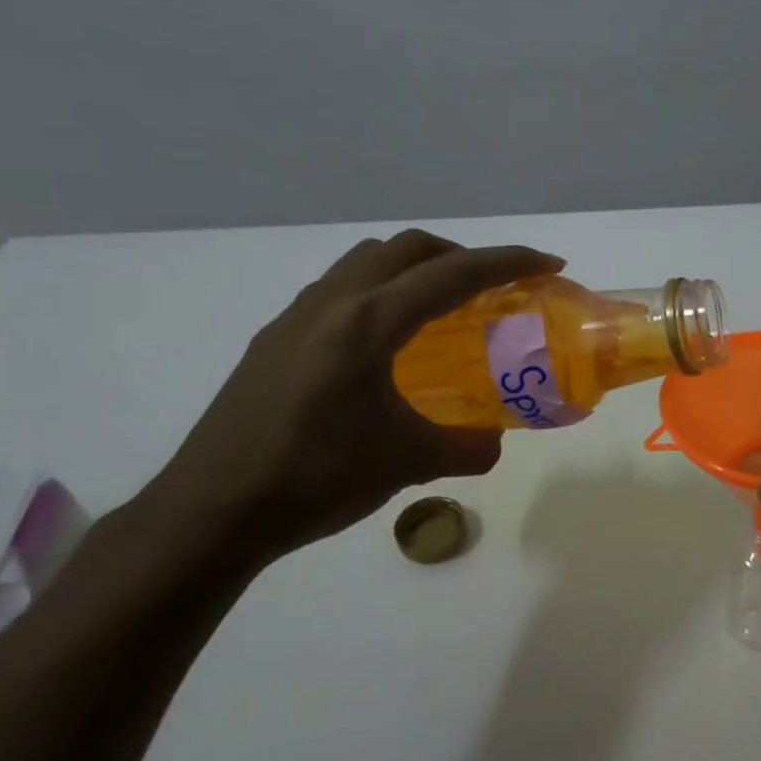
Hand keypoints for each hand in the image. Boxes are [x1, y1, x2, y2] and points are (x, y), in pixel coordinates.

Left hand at [138, 230, 562, 566]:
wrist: (211, 511)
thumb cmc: (315, 479)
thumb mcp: (407, 462)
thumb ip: (466, 448)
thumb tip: (492, 443)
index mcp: (369, 323)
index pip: (453, 274)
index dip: (509, 262)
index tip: (549, 264)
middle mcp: (332, 304)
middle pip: (408, 248)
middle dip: (461, 255)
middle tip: (493, 286)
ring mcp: (297, 317)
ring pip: (368, 262)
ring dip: (414, 269)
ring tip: (441, 309)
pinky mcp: (275, 338)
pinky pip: (340, 290)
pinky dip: (379, 292)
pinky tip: (386, 345)